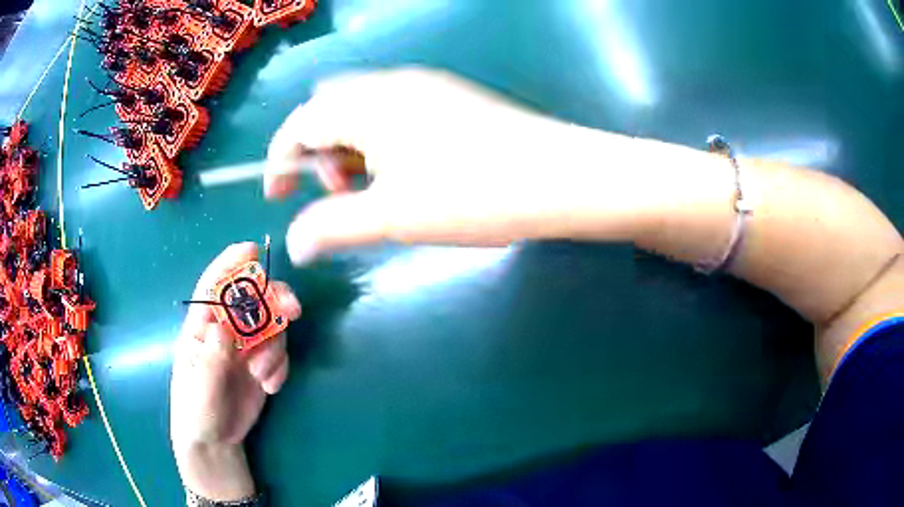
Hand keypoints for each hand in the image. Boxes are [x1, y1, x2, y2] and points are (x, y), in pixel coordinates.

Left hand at [170, 243, 301, 500]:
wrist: (215, 441)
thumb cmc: (196, 408)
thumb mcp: (200, 383)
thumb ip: (213, 354)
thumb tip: (226, 323)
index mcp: (202, 326)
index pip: (214, 287)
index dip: (231, 264)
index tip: (251, 248)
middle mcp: (226, 330)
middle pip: (252, 300)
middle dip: (274, 300)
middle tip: (293, 310)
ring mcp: (246, 348)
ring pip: (272, 327)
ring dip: (275, 348)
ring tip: (263, 375)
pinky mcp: (262, 365)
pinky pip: (281, 354)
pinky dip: (280, 368)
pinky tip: (270, 387)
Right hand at [266, 67, 614, 264]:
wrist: (559, 177)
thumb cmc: (473, 195)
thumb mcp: (393, 216)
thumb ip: (332, 225)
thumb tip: (294, 244)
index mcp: (368, 103)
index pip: (300, 123)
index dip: (279, 159)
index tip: (276, 196)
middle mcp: (391, 83)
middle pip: (328, 110)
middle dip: (317, 152)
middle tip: (338, 194)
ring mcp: (426, 85)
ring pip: (362, 110)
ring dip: (350, 147)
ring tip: (374, 189)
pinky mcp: (451, 96)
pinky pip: (394, 110)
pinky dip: (380, 139)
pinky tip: (407, 170)